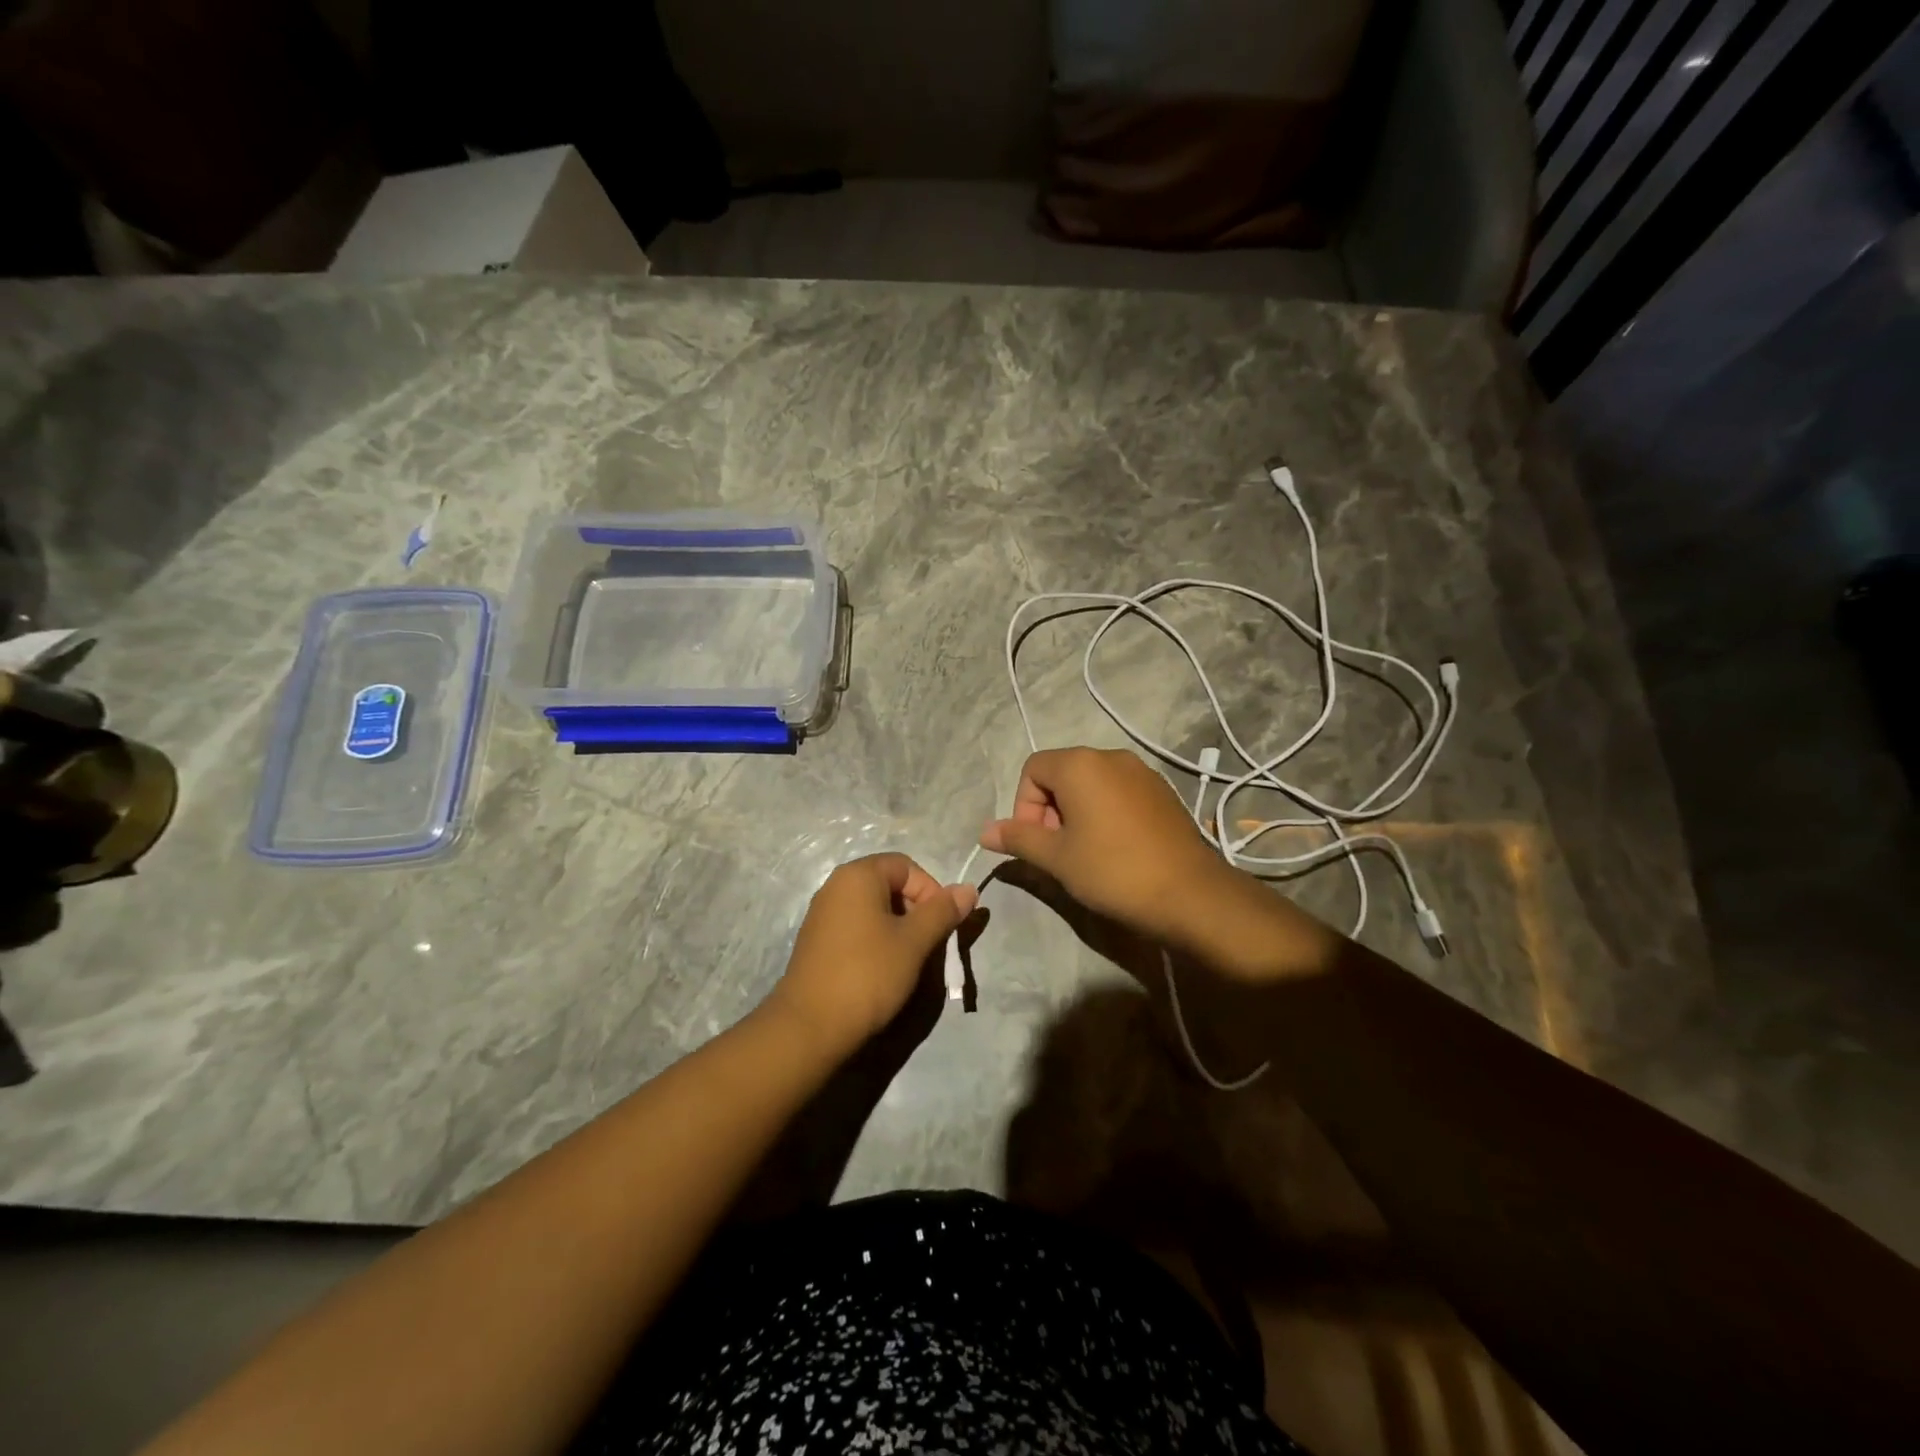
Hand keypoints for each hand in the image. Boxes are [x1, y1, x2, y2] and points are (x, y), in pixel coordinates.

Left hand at [765, 853, 977, 1058]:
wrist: (810, 1027)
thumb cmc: (868, 974)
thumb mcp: (914, 942)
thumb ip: (943, 911)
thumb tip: (969, 889)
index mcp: (858, 876)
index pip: (907, 866)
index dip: (931, 890)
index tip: (941, 925)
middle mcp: (835, 886)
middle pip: (889, 884)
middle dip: (916, 910)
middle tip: (928, 944)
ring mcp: (822, 914)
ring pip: (874, 909)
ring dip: (898, 928)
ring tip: (909, 960)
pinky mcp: (817, 941)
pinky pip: (856, 927)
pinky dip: (876, 940)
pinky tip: (883, 970)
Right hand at [979, 747, 1230, 947]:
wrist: (1190, 894)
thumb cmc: (1113, 871)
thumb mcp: (1057, 858)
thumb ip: (1018, 838)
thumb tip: (984, 831)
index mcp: (1080, 764)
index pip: (1032, 769)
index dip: (1024, 805)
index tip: (1036, 842)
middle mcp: (1111, 757)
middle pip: (1062, 773)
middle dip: (1049, 810)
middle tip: (1057, 851)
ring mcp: (1141, 772)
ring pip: (1091, 784)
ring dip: (1076, 813)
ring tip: (1085, 853)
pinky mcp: (1162, 792)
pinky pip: (1119, 793)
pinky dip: (1105, 813)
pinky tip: (1115, 850)